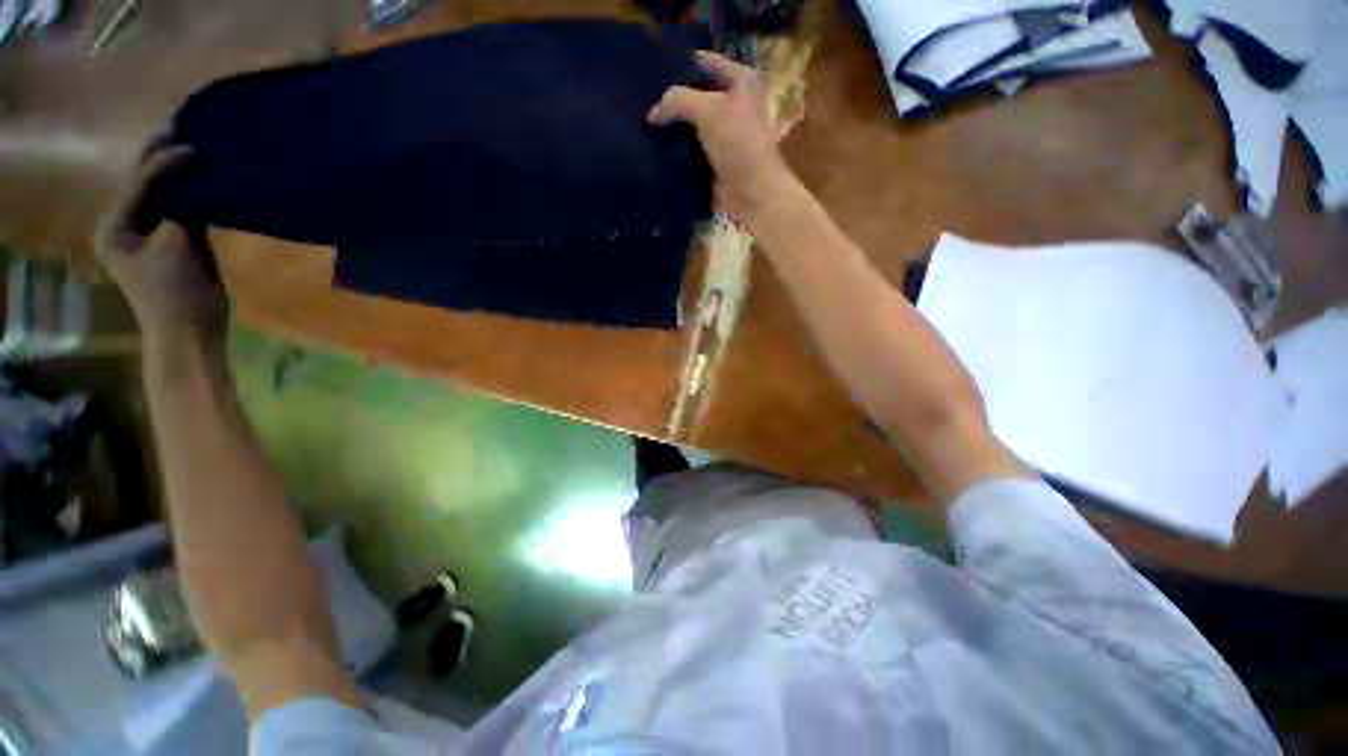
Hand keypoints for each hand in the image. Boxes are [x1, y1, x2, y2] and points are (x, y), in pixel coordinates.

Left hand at [95, 148, 227, 349]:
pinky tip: (208, 177)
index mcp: (115, 225)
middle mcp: (128, 223)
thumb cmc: (174, 292)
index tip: (190, 145)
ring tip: (198, 144)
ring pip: (165, 192)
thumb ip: (180, 210)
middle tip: (183, 123)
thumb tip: (196, 179)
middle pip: (144, 182)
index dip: (162, 161)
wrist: (190, 330)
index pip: (138, 182)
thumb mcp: (174, 248)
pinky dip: (195, 192)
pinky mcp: (177, 241)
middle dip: (161, 154)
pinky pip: (183, 207)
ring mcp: (152, 233)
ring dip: (181, 171)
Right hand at [649, 51, 798, 224]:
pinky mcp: (714, 158)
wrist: (751, 193)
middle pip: (696, 93)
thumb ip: (677, 101)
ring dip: (673, 125)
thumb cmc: (737, 144)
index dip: (680, 62)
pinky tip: (655, 145)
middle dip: (673, 97)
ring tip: (644, 121)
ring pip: (691, 122)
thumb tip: (653, 114)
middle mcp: (734, 103)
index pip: (705, 62)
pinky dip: (676, 148)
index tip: (650, 67)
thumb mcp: (708, 110)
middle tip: (643, 97)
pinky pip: (690, 147)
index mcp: (741, 81)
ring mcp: (723, 133)